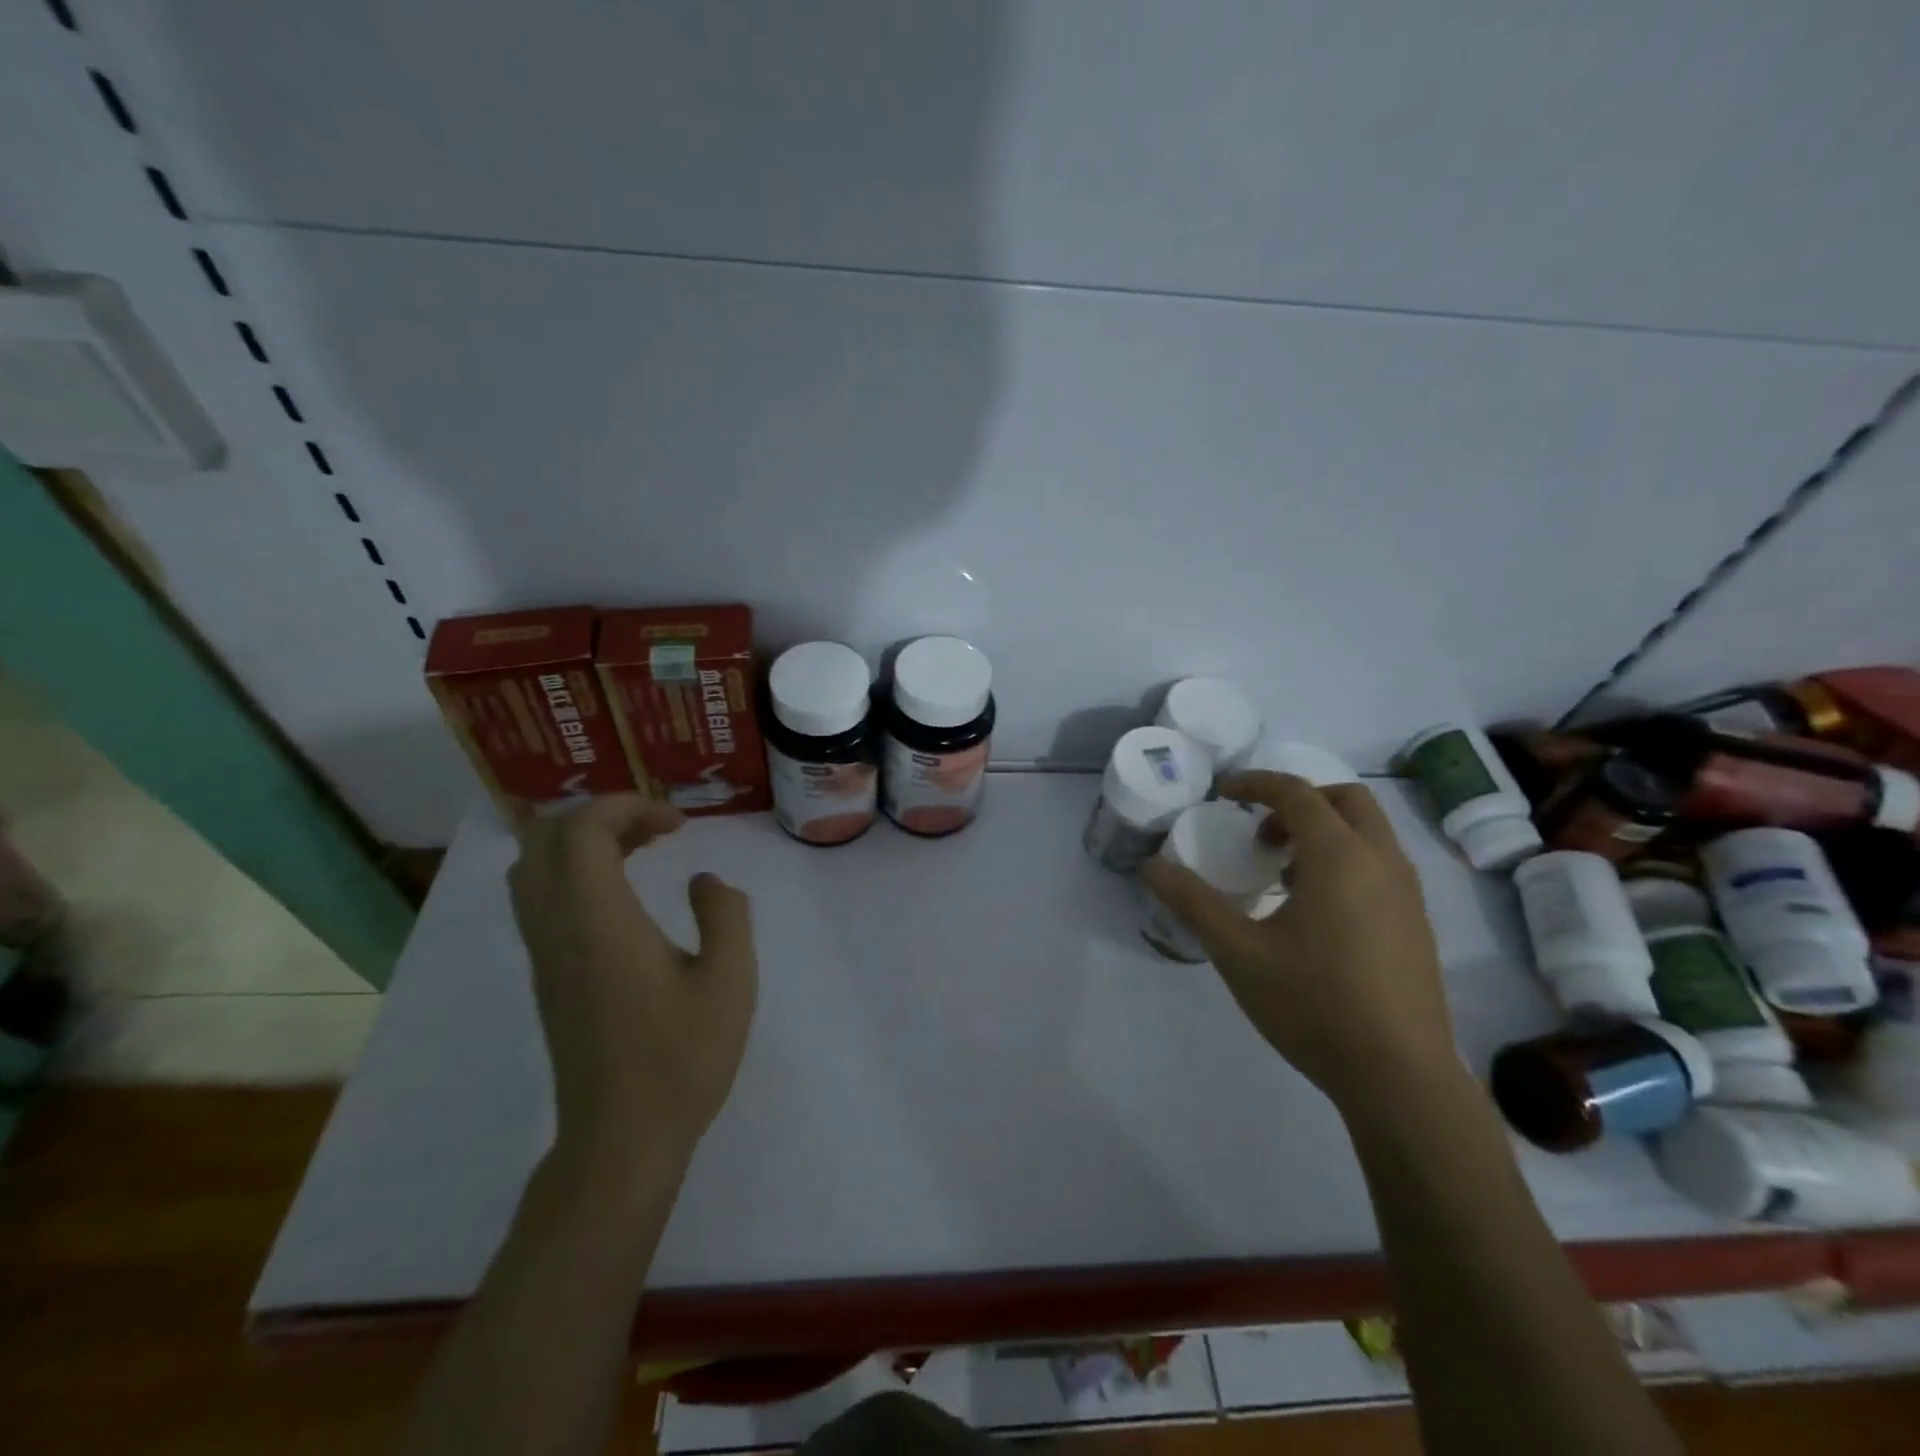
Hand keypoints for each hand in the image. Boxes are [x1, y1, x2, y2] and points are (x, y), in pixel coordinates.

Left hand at [509, 796, 756, 1179]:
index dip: (628, 806)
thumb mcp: (730, 981)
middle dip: (602, 815)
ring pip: (535, 867)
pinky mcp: (547, 976)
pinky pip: (541, 898)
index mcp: (599, 923)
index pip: (582, 830)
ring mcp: (545, 954)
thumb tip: (704, 881)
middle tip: (658, 830)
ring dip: (584, 842)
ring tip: (641, 850)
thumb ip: (726, 915)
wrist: (621, 1139)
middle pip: (546, 838)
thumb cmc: (681, 1059)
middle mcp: (558, 929)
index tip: (679, 824)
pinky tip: (623, 893)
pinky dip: (575, 872)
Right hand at [1140, 772, 1455, 1114]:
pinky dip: (1346, 860)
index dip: (1255, 784)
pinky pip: (1380, 865)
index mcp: (1339, 857)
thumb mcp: (1238, 952)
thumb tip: (1151, 866)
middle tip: (1259, 834)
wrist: (1401, 1079)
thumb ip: (1193, 902)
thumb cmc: (1314, 1005)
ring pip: (1369, 832)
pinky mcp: (1418, 925)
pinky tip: (1316, 912)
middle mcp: (1382, 862)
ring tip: (1282, 874)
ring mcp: (1408, 894)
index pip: (1297, 793)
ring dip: (1324, 832)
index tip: (1221, 794)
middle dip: (1298, 802)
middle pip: (1345, 800)